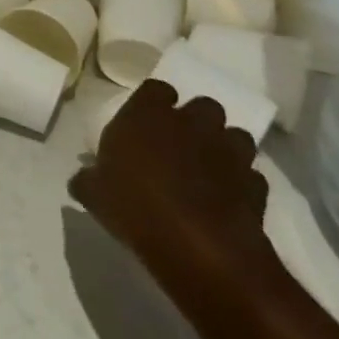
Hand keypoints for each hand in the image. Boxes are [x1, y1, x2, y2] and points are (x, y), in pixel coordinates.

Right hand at [69, 80, 278, 309]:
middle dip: (196, 121)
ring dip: (224, 147)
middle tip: (180, 143)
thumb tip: (83, 178)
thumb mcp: (94, 194)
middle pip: (203, 106)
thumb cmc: (135, 207)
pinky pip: (251, 176)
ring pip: (235, 136)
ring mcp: (228, 153)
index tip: (147, 122)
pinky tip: (227, 200)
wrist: (199, 249)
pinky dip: (241, 183)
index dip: (154, 103)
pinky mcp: (255, 185)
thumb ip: (88, 179)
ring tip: (208, 170)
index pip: (157, 89)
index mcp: (147, 115)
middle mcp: (191, 123)